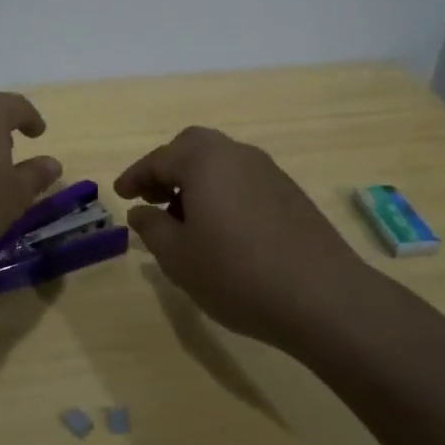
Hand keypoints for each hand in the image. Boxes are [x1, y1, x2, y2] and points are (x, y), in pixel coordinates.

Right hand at [116, 127, 373, 349]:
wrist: (324, 297)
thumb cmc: (237, 273)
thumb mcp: (178, 257)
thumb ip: (152, 227)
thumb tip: (140, 211)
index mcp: (204, 160)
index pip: (159, 159)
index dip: (135, 177)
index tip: (120, 195)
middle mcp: (237, 154)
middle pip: (193, 147)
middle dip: (168, 169)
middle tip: (152, 198)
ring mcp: (269, 171)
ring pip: (221, 163)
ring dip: (196, 181)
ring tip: (185, 220)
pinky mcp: (290, 193)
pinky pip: (243, 180)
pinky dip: (223, 193)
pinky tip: (222, 230)